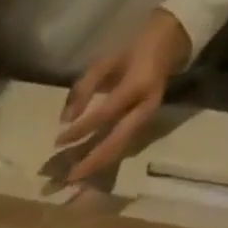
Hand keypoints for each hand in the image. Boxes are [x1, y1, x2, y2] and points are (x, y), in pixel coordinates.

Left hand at [55, 8, 191, 183]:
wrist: (169, 45)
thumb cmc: (132, 52)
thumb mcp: (106, 61)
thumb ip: (84, 88)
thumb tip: (64, 120)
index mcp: (138, 86)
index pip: (105, 114)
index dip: (81, 129)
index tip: (58, 142)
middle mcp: (145, 109)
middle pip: (114, 144)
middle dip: (89, 164)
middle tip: (64, 180)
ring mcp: (145, 123)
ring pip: (117, 153)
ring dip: (94, 169)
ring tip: (71, 182)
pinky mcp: (142, 130)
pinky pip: (120, 151)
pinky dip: (101, 163)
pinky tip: (84, 173)